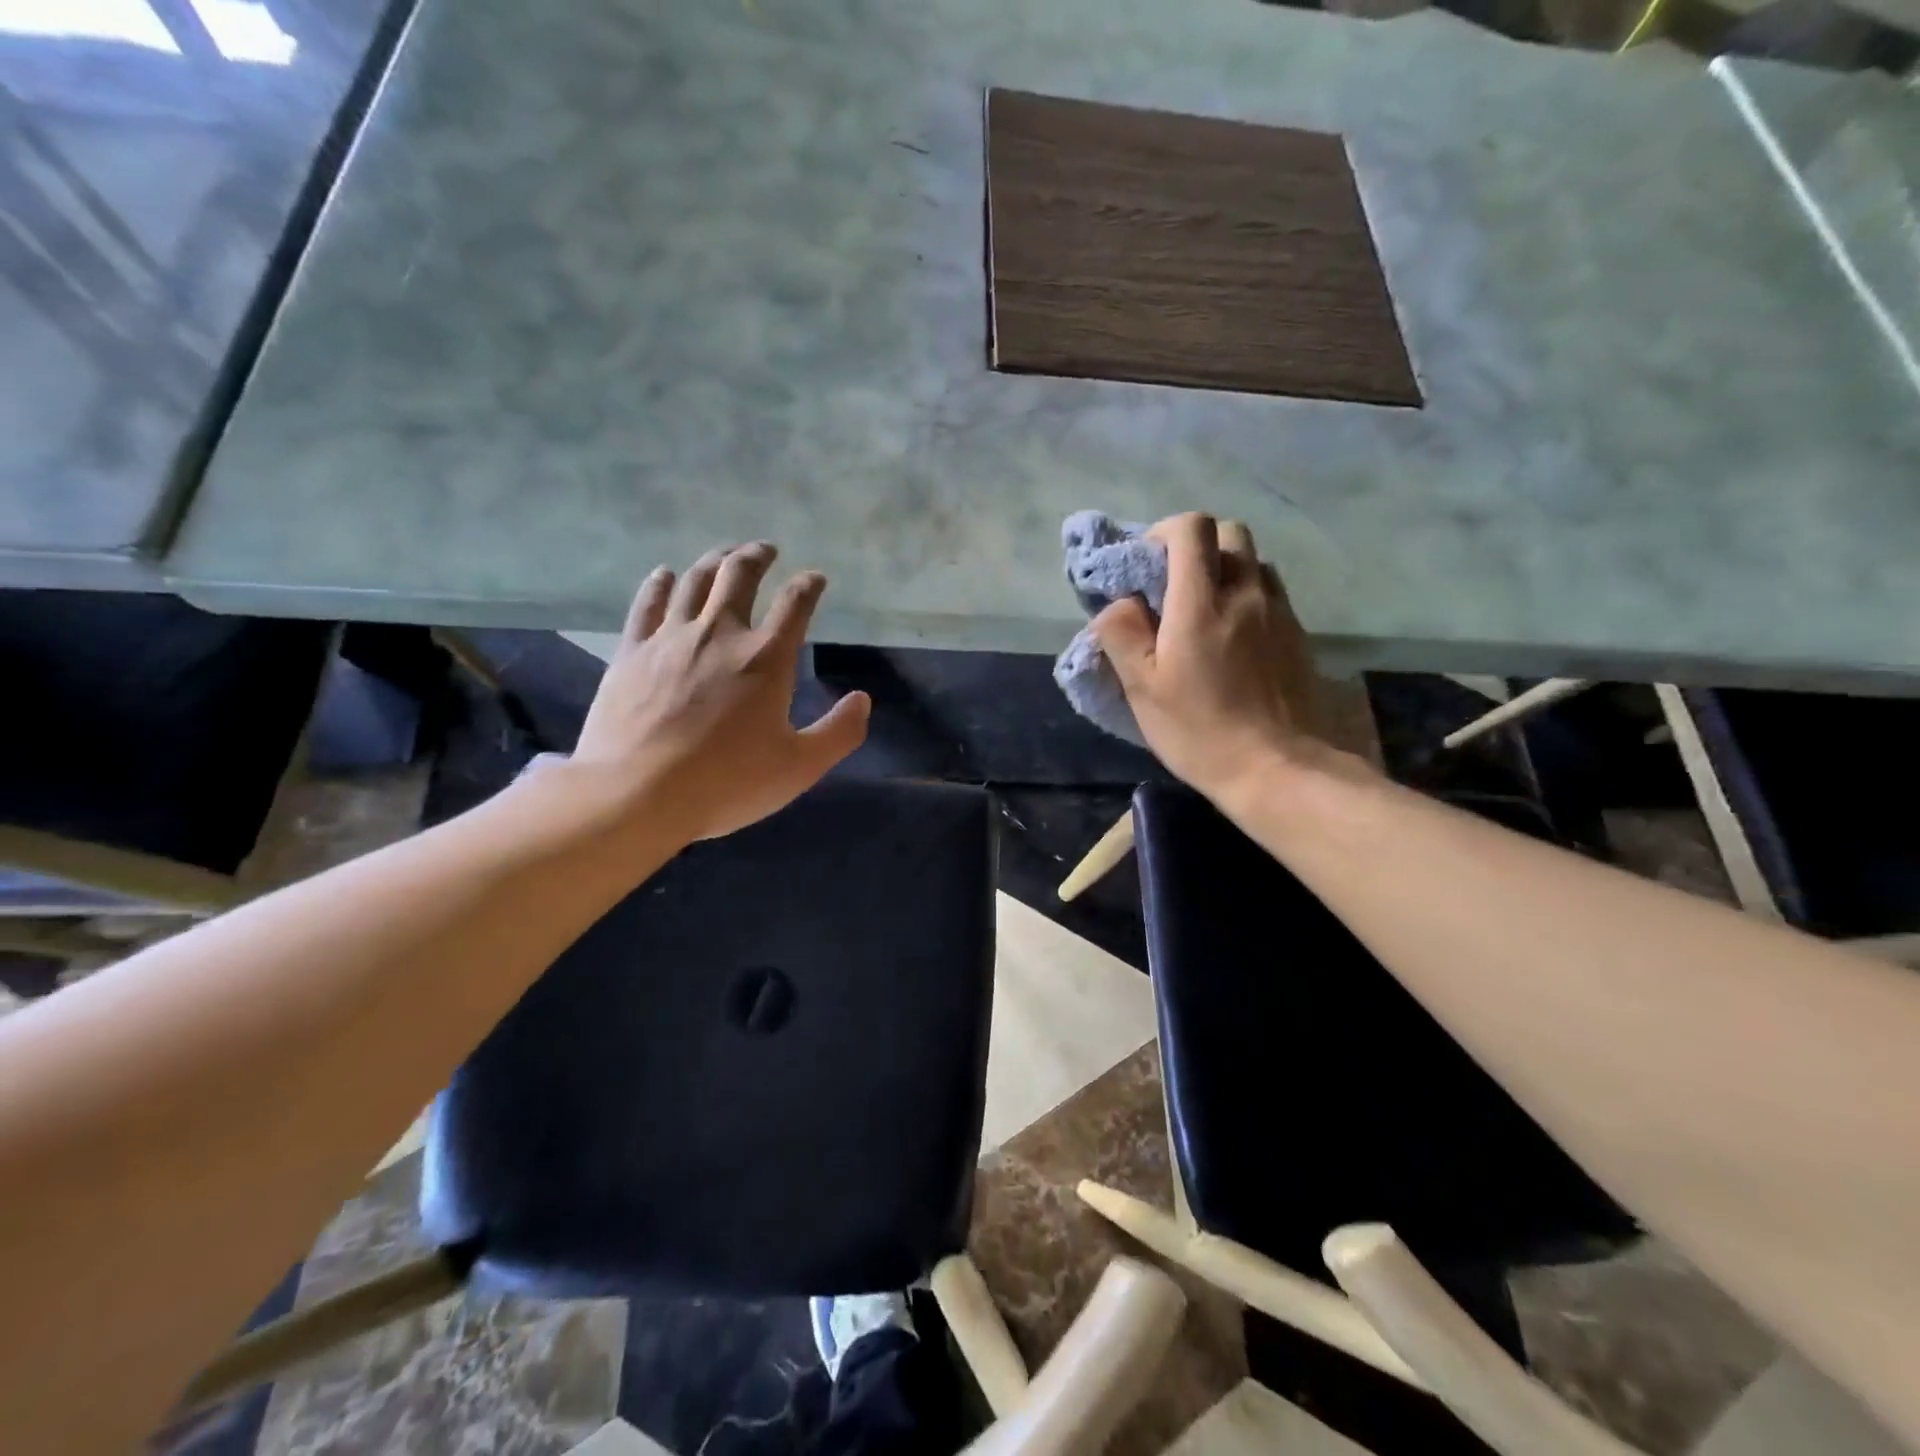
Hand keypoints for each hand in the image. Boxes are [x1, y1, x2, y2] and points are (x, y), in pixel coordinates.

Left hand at [569, 543, 869, 841]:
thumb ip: (838, 732)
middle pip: (739, 575)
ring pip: (694, 580)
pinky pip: (647, 604)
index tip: (816, 578)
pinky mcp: (632, 651)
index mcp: (766, 658)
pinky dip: (659, 583)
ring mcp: (671, 638)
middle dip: (757, 556)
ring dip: (714, 561)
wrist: (636, 793)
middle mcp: (720, 633)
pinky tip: (664, 574)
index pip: (795, 604)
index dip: (809, 585)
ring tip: (725, 555)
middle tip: (766, 550)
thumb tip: (862, 700)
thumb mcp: (799, 767)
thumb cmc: (726, 782)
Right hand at [1092, 513, 1321, 806]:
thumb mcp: (1142, 690)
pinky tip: (1232, 639)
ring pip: (1253, 562)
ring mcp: (1279, 613)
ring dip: (1224, 571)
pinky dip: (1246, 597)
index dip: (1163, 533)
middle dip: (1196, 546)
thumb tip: (1120, 603)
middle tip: (1173, 586)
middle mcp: (1246, 594)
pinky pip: (1270, 594)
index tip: (1145, 567)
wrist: (1279, 769)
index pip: (1192, 529)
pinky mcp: (1297, 635)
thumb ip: (1122, 634)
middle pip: (1229, 533)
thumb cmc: (1200, 732)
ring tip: (1203, 612)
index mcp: (1202, 604)